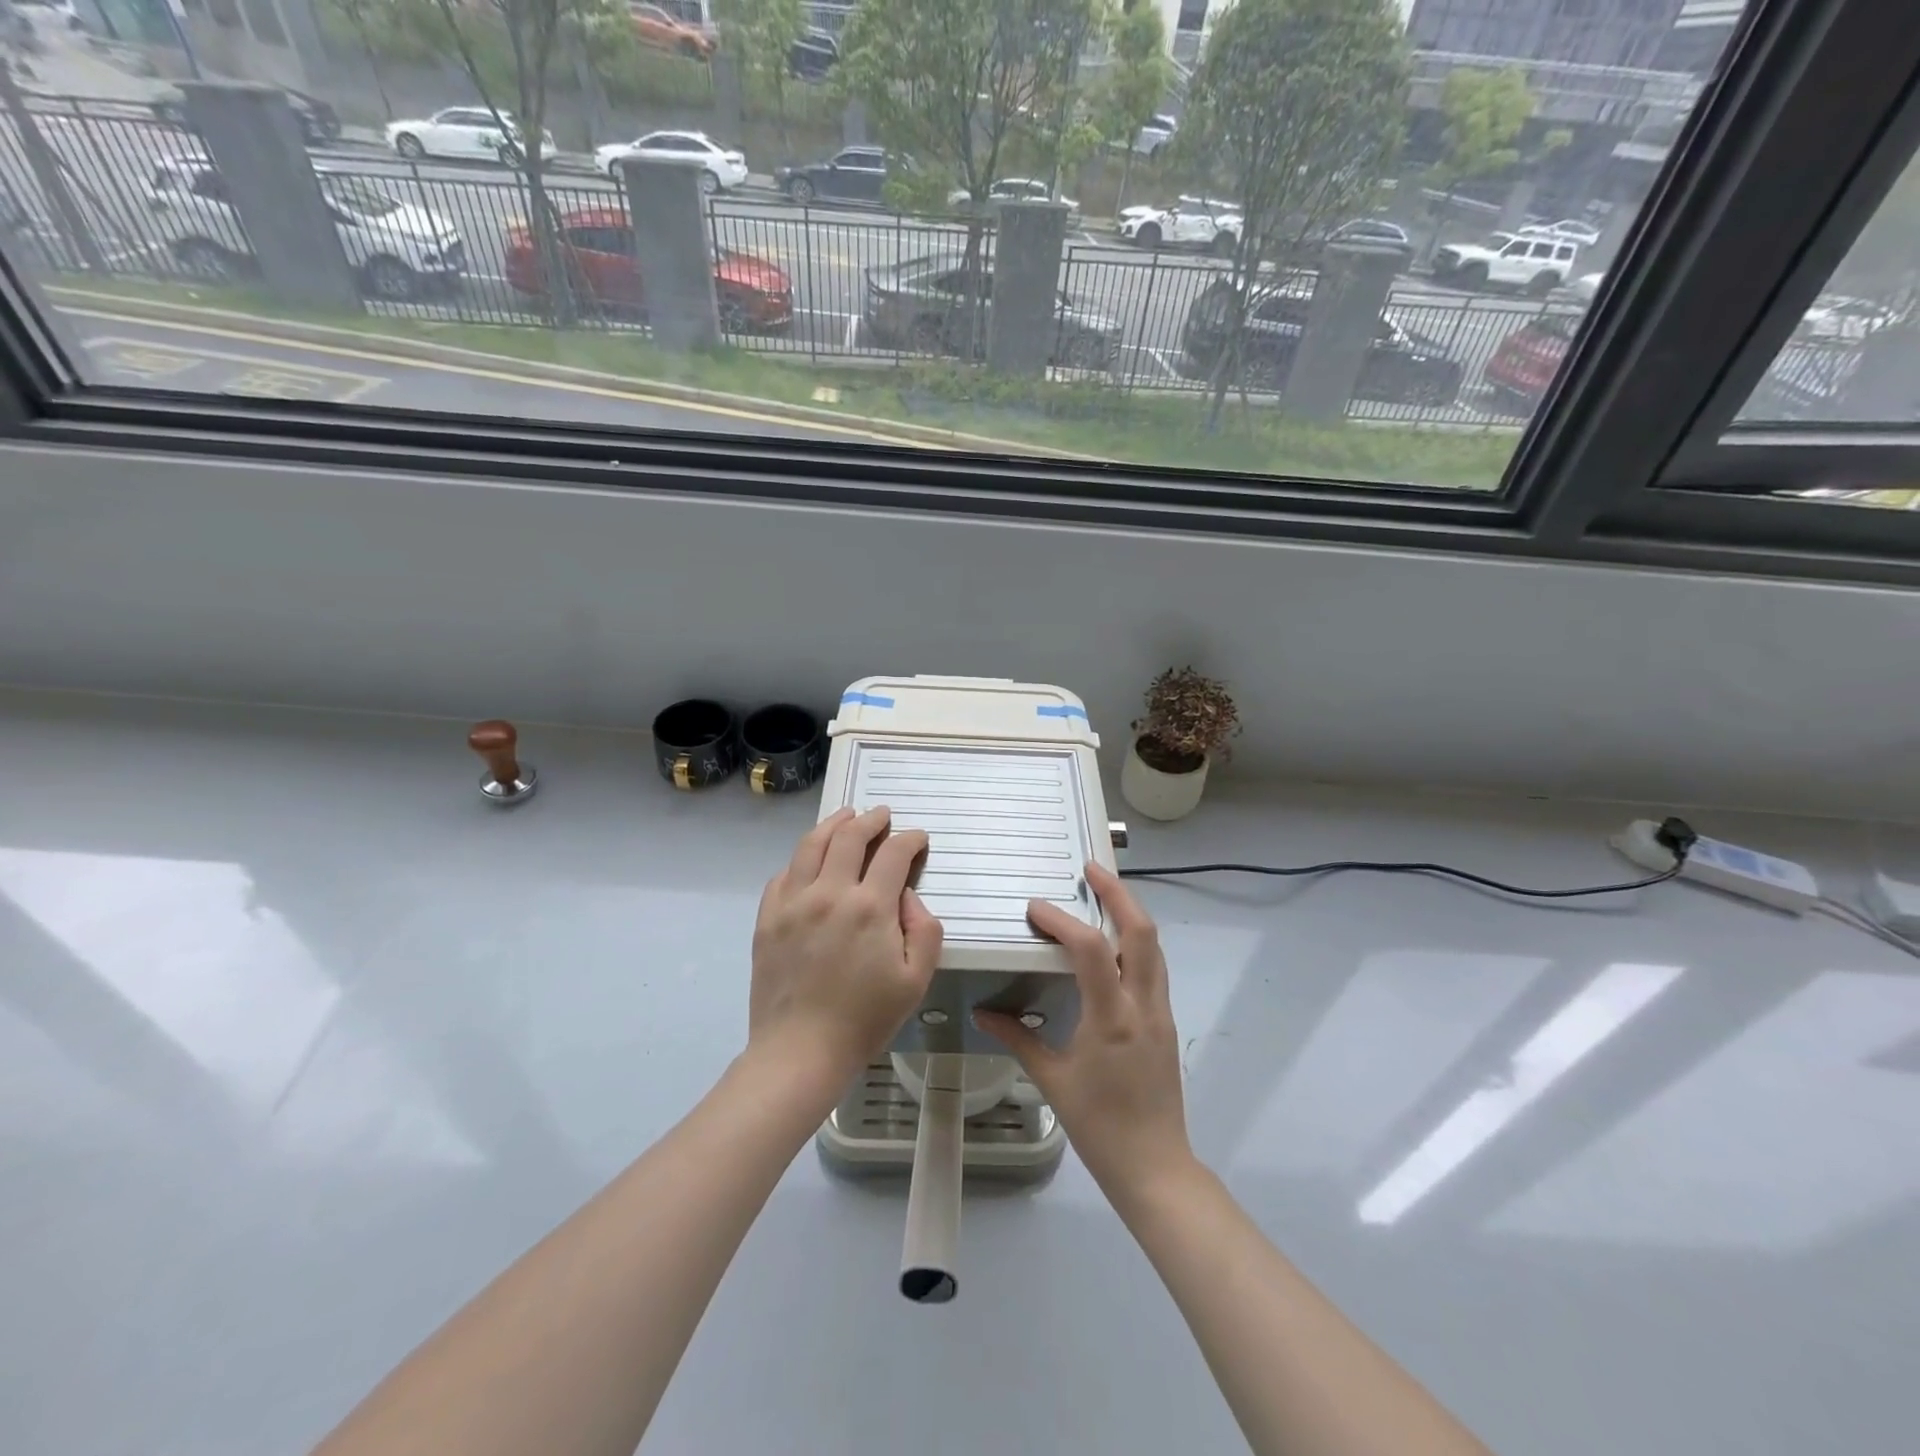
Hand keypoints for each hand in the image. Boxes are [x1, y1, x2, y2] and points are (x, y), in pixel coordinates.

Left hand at [748, 806, 942, 1083]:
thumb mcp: (916, 980)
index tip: (917, 838)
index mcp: (870, 907)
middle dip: (871, 820)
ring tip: (846, 816)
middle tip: (882, 815)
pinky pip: (783, 873)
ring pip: (812, 844)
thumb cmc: (865, 1019)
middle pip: (850, 836)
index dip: (909, 839)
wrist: (800, 1051)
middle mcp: (830, 893)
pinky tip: (810, 860)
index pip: (893, 853)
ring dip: (833, 824)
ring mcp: (793, 902)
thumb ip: (924, 930)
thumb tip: (907, 896)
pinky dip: (801, 858)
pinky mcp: (768, 918)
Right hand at [975, 863, 1191, 1202]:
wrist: (1155, 1166)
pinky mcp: (1166, 1022)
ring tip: (1103, 893)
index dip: (1062, 921)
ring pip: (1153, 946)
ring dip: (1130, 913)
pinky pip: (1153, 968)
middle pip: (1141, 932)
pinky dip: (1135, 942)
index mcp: (1112, 1018)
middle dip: (1118, 894)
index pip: (1090, 950)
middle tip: (1091, 869)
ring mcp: (1160, 1012)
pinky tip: (1112, 944)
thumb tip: (984, 1012)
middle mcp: (1142, 1005)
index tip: (1036, 909)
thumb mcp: (1052, 1080)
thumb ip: (1018, 1038)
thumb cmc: (1099, 1125)